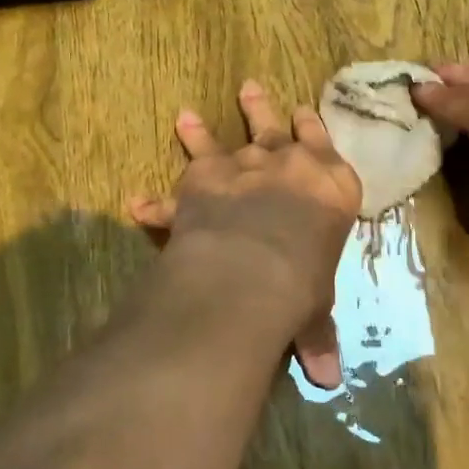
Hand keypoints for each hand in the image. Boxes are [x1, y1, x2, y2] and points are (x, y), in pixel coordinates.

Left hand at [130, 80, 360, 388]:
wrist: (258, 263)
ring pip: (226, 136)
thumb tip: (329, 380)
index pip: (324, 144)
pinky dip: (157, 193)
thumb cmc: (305, 281)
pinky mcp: (204, 176)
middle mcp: (288, 164)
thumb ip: (317, 335)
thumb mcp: (316, 307)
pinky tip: (137, 198)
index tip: (304, 111)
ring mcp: (244, 164)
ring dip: (205, 129)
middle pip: (276, 126)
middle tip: (249, 88)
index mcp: (331, 185)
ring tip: (185, 114)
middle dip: (262, 109)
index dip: (312, 127)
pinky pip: (179, 176)